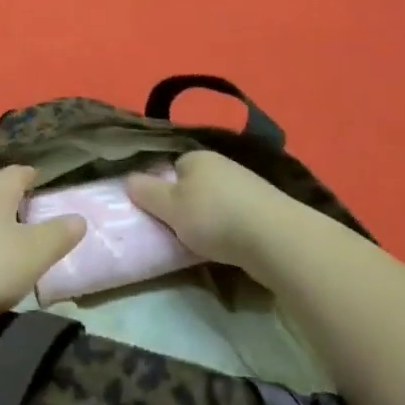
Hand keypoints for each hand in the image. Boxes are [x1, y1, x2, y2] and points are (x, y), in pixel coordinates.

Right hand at [126, 151, 295, 274]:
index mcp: (197, 157)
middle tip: (180, 230)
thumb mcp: (168, 206)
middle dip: (188, 205)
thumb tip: (129, 179)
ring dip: (212, 219)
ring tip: (205, 244)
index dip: (163, 189)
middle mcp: (224, 164)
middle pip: (196, 184)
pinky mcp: (268, 209)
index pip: (172, 167)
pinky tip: (231, 247)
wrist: (276, 239)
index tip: (162, 213)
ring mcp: (249, 185)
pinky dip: (232, 229)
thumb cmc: (214, 217)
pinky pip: (239, 216)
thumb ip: (145, 192)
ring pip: (218, 201)